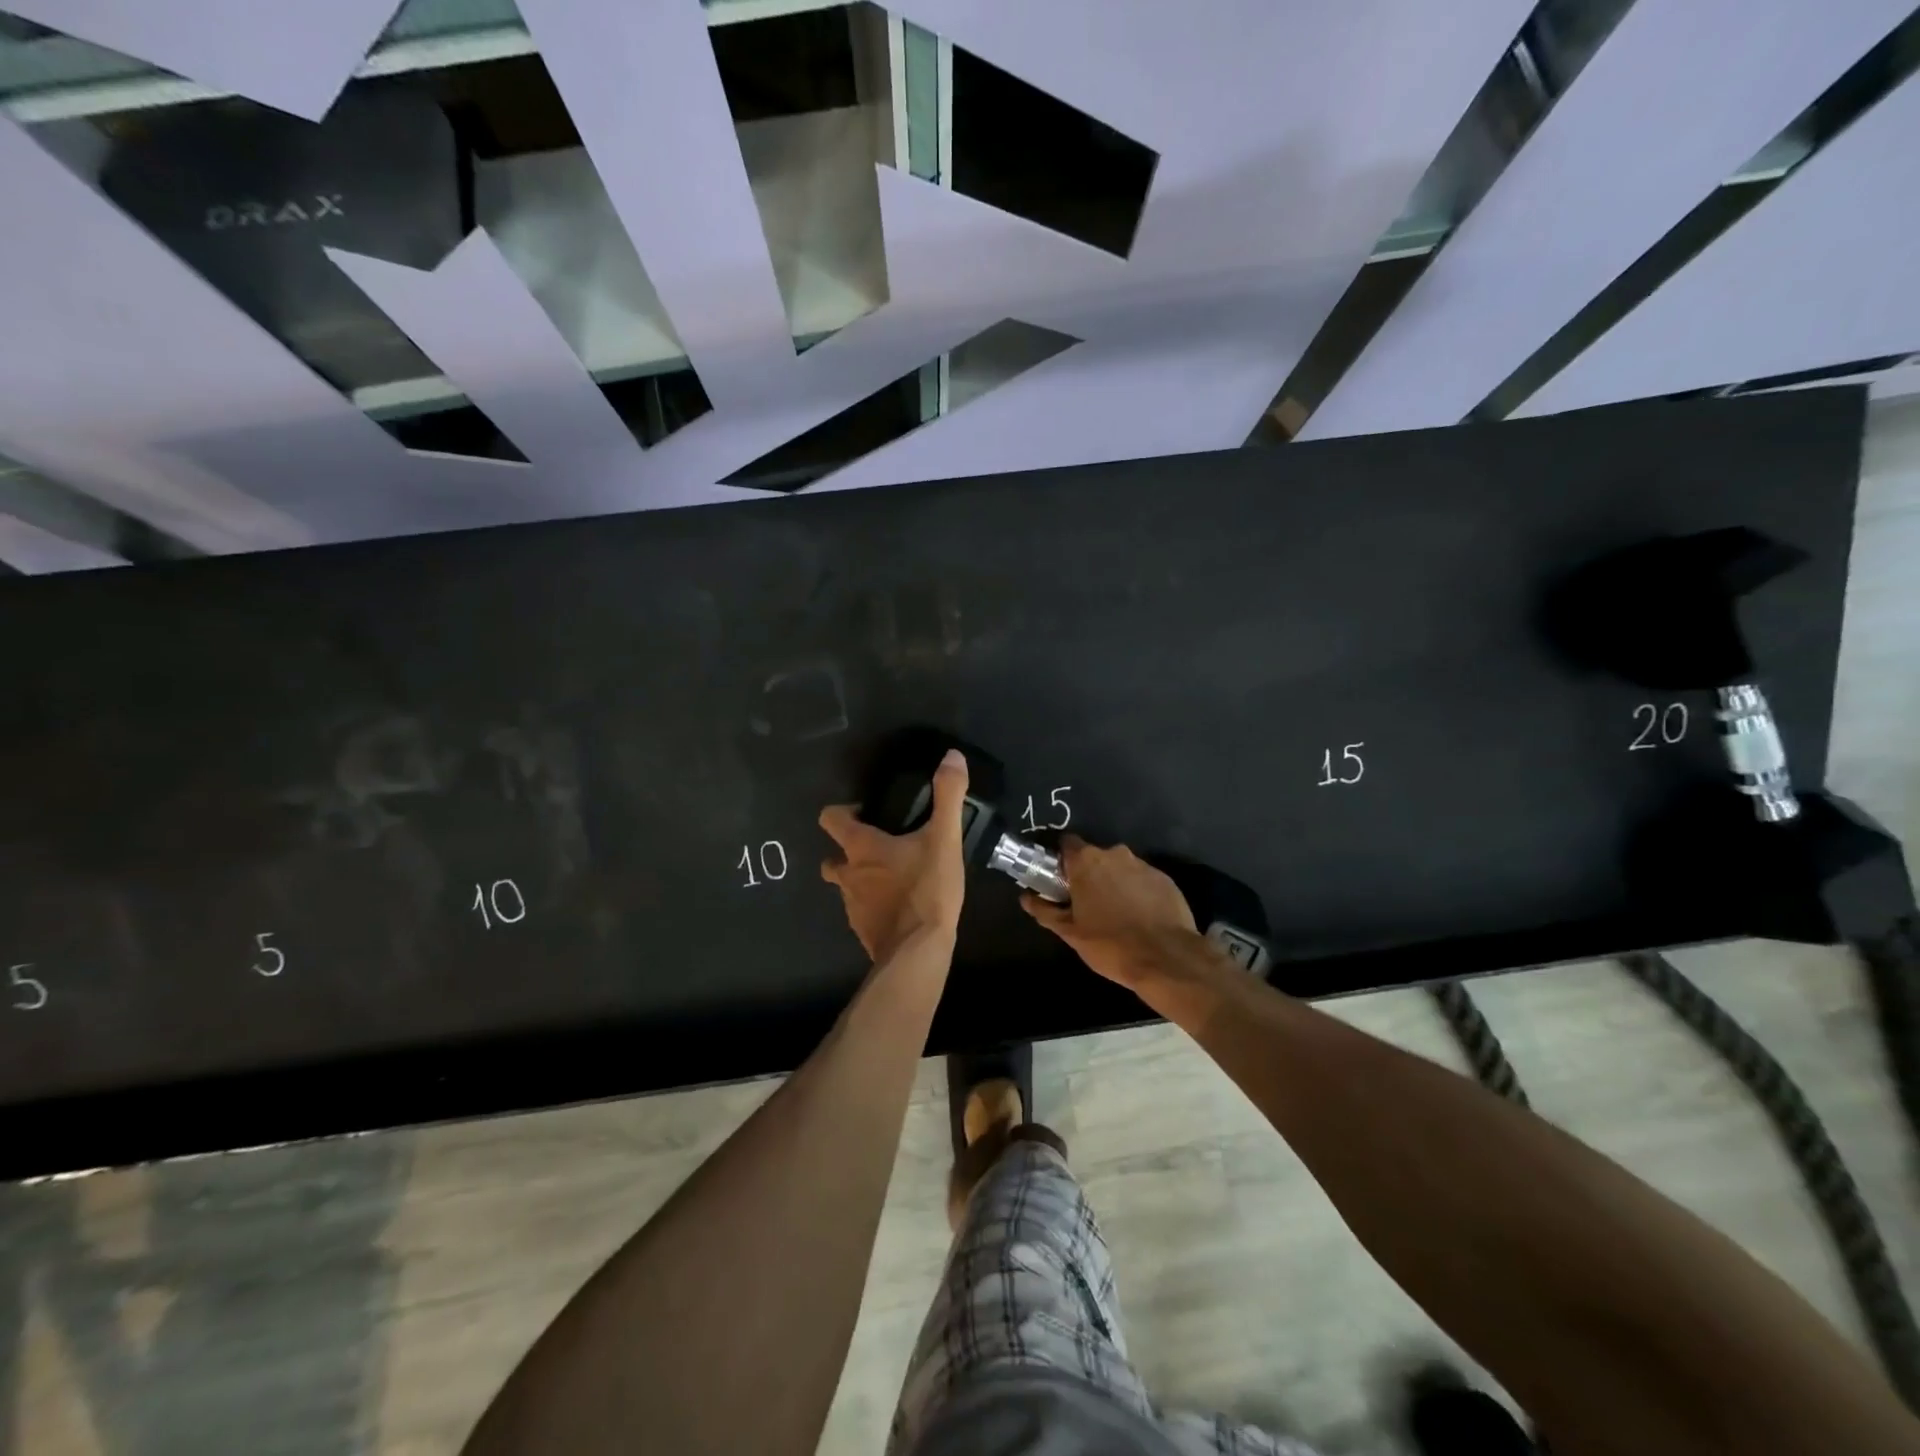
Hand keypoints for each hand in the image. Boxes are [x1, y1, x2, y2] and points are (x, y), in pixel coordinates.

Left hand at [820, 749, 968, 961]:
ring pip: (847, 887)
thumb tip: (952, 756)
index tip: (865, 812)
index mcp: (860, 848)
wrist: (918, 952)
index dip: (842, 812)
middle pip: (833, 857)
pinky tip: (899, 908)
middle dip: (848, 852)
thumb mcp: (944, 839)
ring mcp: (852, 906)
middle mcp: (848, 874)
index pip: (830, 819)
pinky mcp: (863, 931)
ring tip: (893, 878)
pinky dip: (874, 907)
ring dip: (862, 880)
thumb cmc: (926, 890)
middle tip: (879, 847)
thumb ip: (948, 796)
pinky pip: (863, 912)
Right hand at [1022, 836, 1200, 990]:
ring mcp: (1143, 865)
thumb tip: (1025, 897)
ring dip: (1114, 883)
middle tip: (1086, 903)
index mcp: (1086, 861)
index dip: (1061, 860)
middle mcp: (1115, 854)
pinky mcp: (1165, 879)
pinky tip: (1139, 917)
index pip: (1067, 844)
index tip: (1060, 881)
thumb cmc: (1110, 944)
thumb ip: (1045, 910)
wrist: (1166, 959)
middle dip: (1088, 874)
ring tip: (1115, 913)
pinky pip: (1142, 880)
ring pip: (1120, 868)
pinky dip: (1137, 892)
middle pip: (1094, 856)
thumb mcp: (1070, 932)